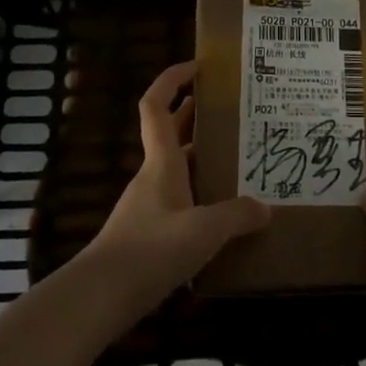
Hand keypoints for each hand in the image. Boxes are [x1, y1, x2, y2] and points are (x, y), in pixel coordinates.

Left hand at [76, 61, 269, 319]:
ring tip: (240, 159)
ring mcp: (149, 207)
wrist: (100, 298)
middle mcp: (153, 176)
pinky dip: (200, 197)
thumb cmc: (151, 250)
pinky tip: (224, 214)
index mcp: (161, 162)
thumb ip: (237, 216)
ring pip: (178, 169)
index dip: (172, 79)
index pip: (157, 105)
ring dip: (202, 158)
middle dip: (197, 115)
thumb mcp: (204, 230)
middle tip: (233, 109)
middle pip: (171, 133)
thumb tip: (265, 208)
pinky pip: (180, 202)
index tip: (198, 66)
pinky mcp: (149, 235)